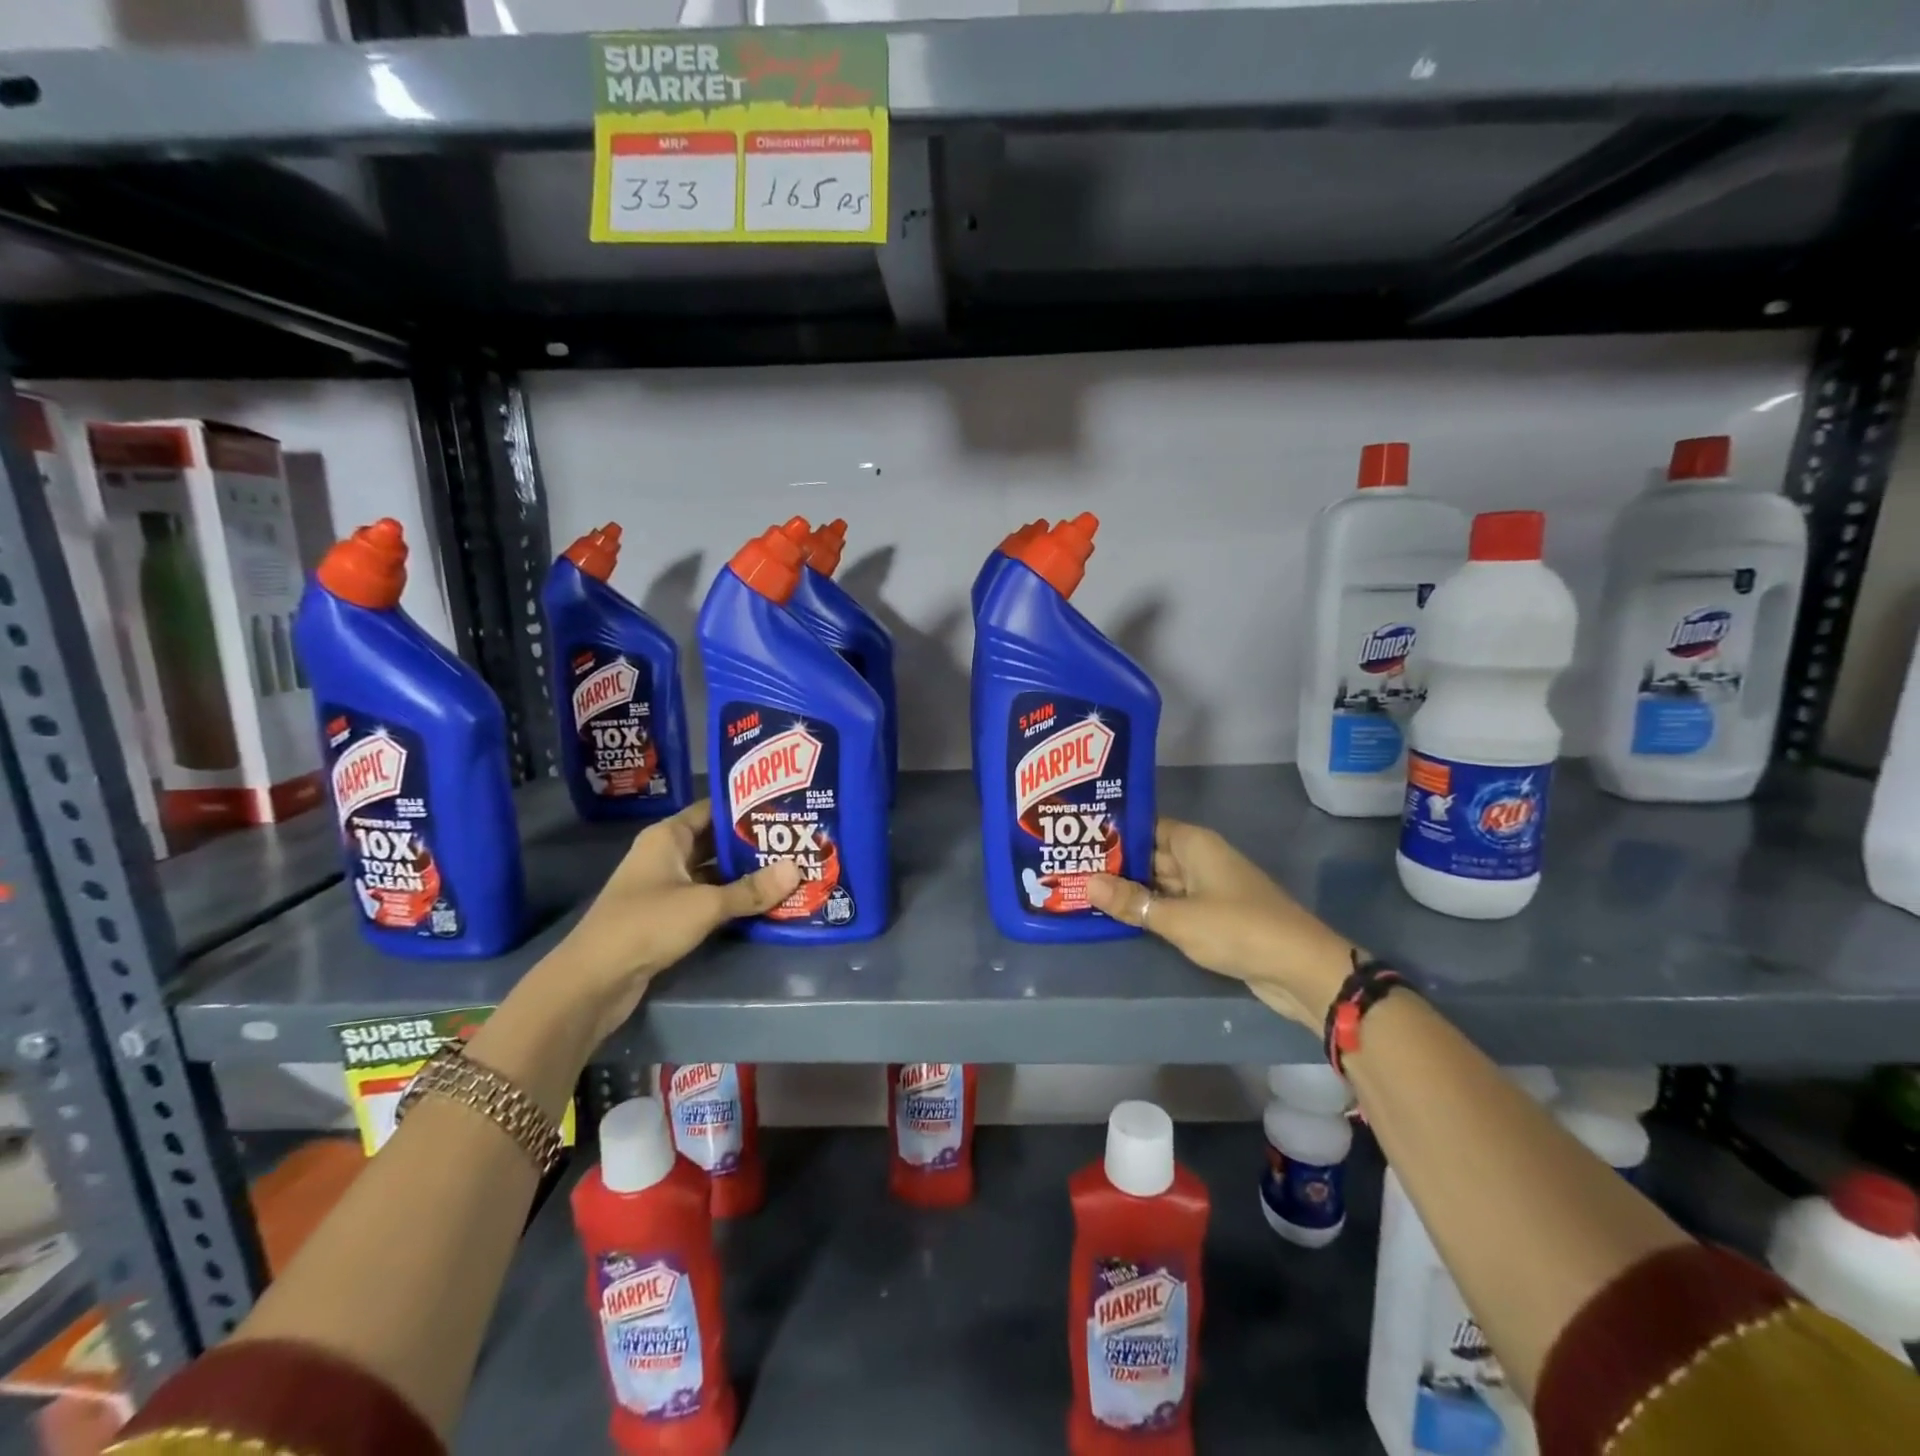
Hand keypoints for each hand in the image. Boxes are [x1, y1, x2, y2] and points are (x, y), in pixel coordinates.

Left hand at [548, 800, 800, 1043]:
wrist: (594, 980)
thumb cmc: (647, 924)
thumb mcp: (706, 904)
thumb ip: (751, 889)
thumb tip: (797, 869)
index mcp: (668, 837)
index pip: (712, 809)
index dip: (746, 807)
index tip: (783, 808)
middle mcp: (665, 855)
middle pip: (715, 841)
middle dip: (752, 843)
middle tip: (795, 841)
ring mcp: (665, 887)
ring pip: (713, 872)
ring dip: (744, 874)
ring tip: (788, 869)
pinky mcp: (667, 917)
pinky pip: (706, 898)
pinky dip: (731, 899)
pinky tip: (763, 901)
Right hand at [1086, 819, 1354, 1030]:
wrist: (1300, 969)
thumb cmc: (1237, 929)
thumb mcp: (1178, 918)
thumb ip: (1133, 902)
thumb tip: (1087, 883)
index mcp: (1194, 844)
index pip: (1145, 827)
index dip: (1114, 831)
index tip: (1078, 837)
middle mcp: (1200, 859)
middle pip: (1150, 855)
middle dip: (1115, 863)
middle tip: (1069, 867)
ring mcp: (1207, 888)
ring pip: (1160, 882)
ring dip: (1130, 889)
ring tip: (1082, 890)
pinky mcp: (1213, 916)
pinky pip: (1173, 905)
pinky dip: (1150, 909)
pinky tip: (1118, 916)